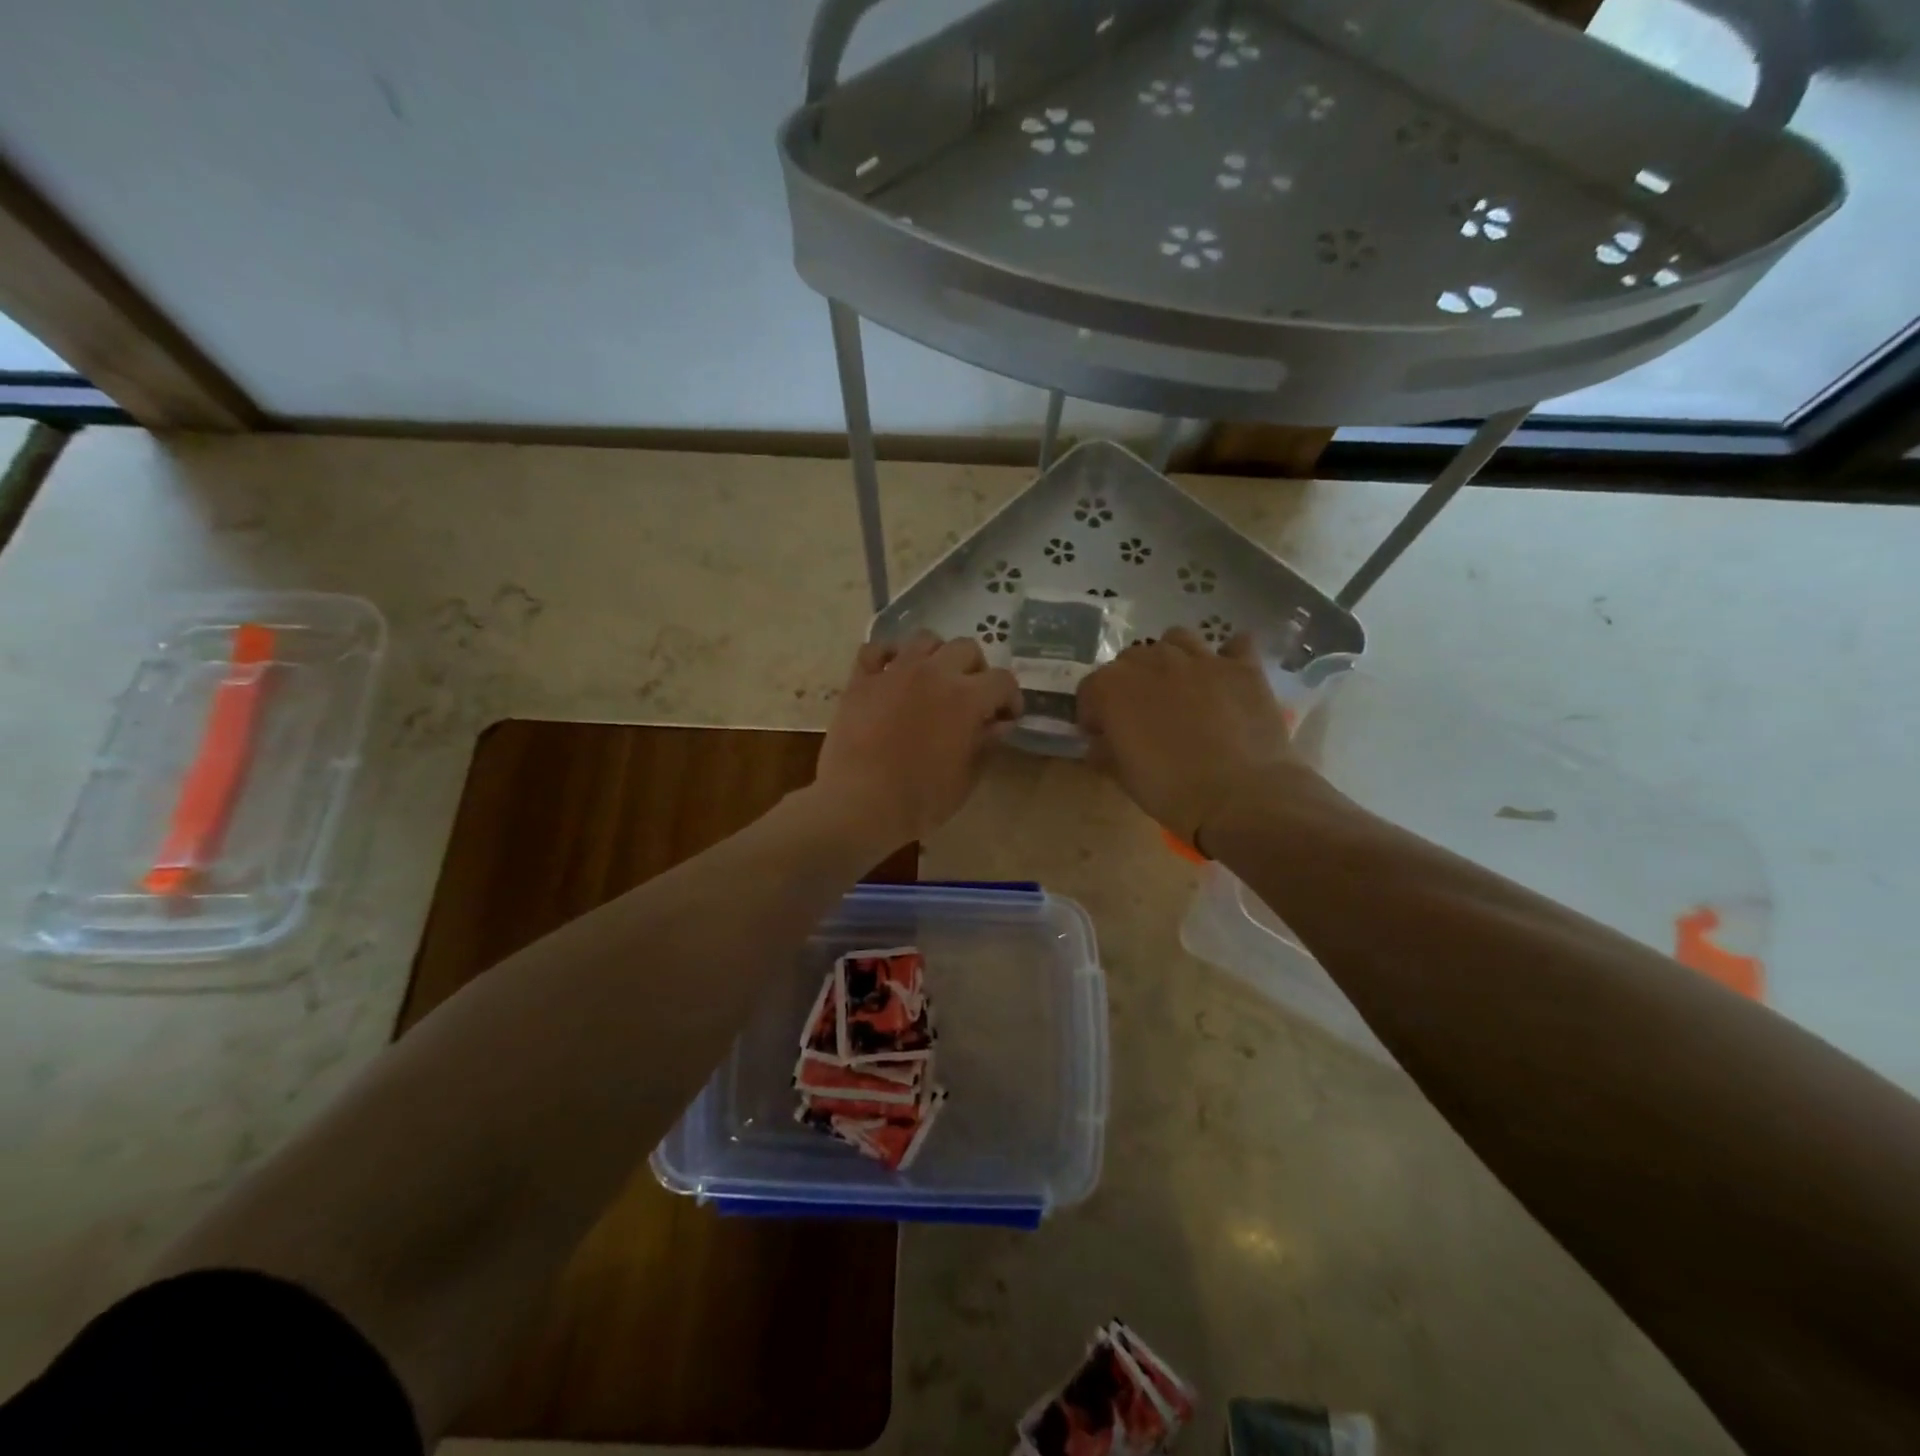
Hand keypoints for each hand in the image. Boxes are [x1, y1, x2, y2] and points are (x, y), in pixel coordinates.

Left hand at [815, 631, 1022, 849]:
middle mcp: (933, 672)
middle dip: (976, 670)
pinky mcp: (861, 680)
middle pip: (966, 648)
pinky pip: (876, 649)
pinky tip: (892, 672)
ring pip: (925, 639)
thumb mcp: (966, 778)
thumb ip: (985, 743)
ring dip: (937, 655)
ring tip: (934, 680)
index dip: (1010, 698)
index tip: (1005, 718)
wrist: (860, 805)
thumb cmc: (921, 800)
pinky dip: (889, 655)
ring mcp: (894, 671)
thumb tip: (998, 724)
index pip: (1002, 680)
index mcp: (966, 697)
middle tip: (971, 697)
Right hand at [1078, 628, 1317, 850]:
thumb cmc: (1171, 791)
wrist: (1241, 796)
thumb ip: (1105, 752)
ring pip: (1177, 639)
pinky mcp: (1242, 667)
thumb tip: (1100, 743)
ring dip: (1171, 657)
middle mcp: (1154, 661)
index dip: (1093, 712)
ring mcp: (1201, 659)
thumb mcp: (1124, 778)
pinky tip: (1227, 676)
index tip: (1102, 735)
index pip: (1090, 688)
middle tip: (1142, 715)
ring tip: (1179, 686)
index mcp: (1114, 688)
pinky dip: (1229, 656)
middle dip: (1130, 682)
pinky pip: (1236, 644)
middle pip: (1131, 658)